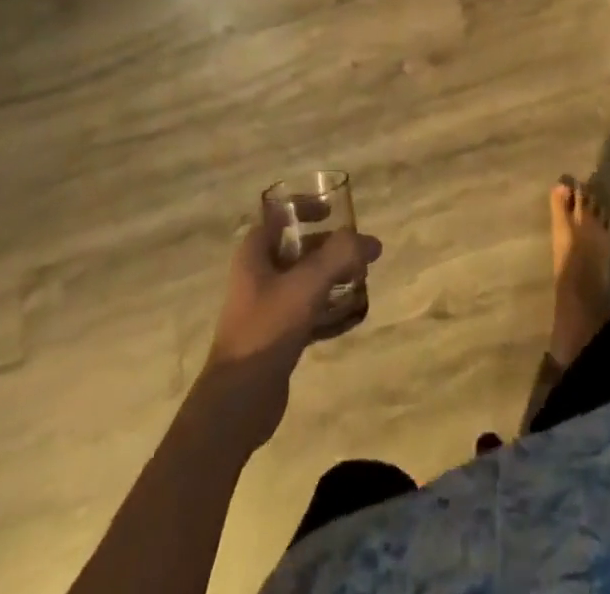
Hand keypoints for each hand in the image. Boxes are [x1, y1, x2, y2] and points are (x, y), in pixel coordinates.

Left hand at [195, 218, 381, 447]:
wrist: (238, 402)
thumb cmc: (267, 328)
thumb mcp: (307, 284)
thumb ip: (340, 256)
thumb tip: (371, 242)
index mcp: (254, 253)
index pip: (279, 215)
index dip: (305, 208)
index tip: (334, 212)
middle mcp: (257, 274)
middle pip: (297, 248)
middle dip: (329, 247)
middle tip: (358, 252)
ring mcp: (265, 307)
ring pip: (304, 280)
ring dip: (331, 278)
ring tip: (361, 280)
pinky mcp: (276, 336)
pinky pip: (306, 311)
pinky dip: (328, 309)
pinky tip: (352, 316)